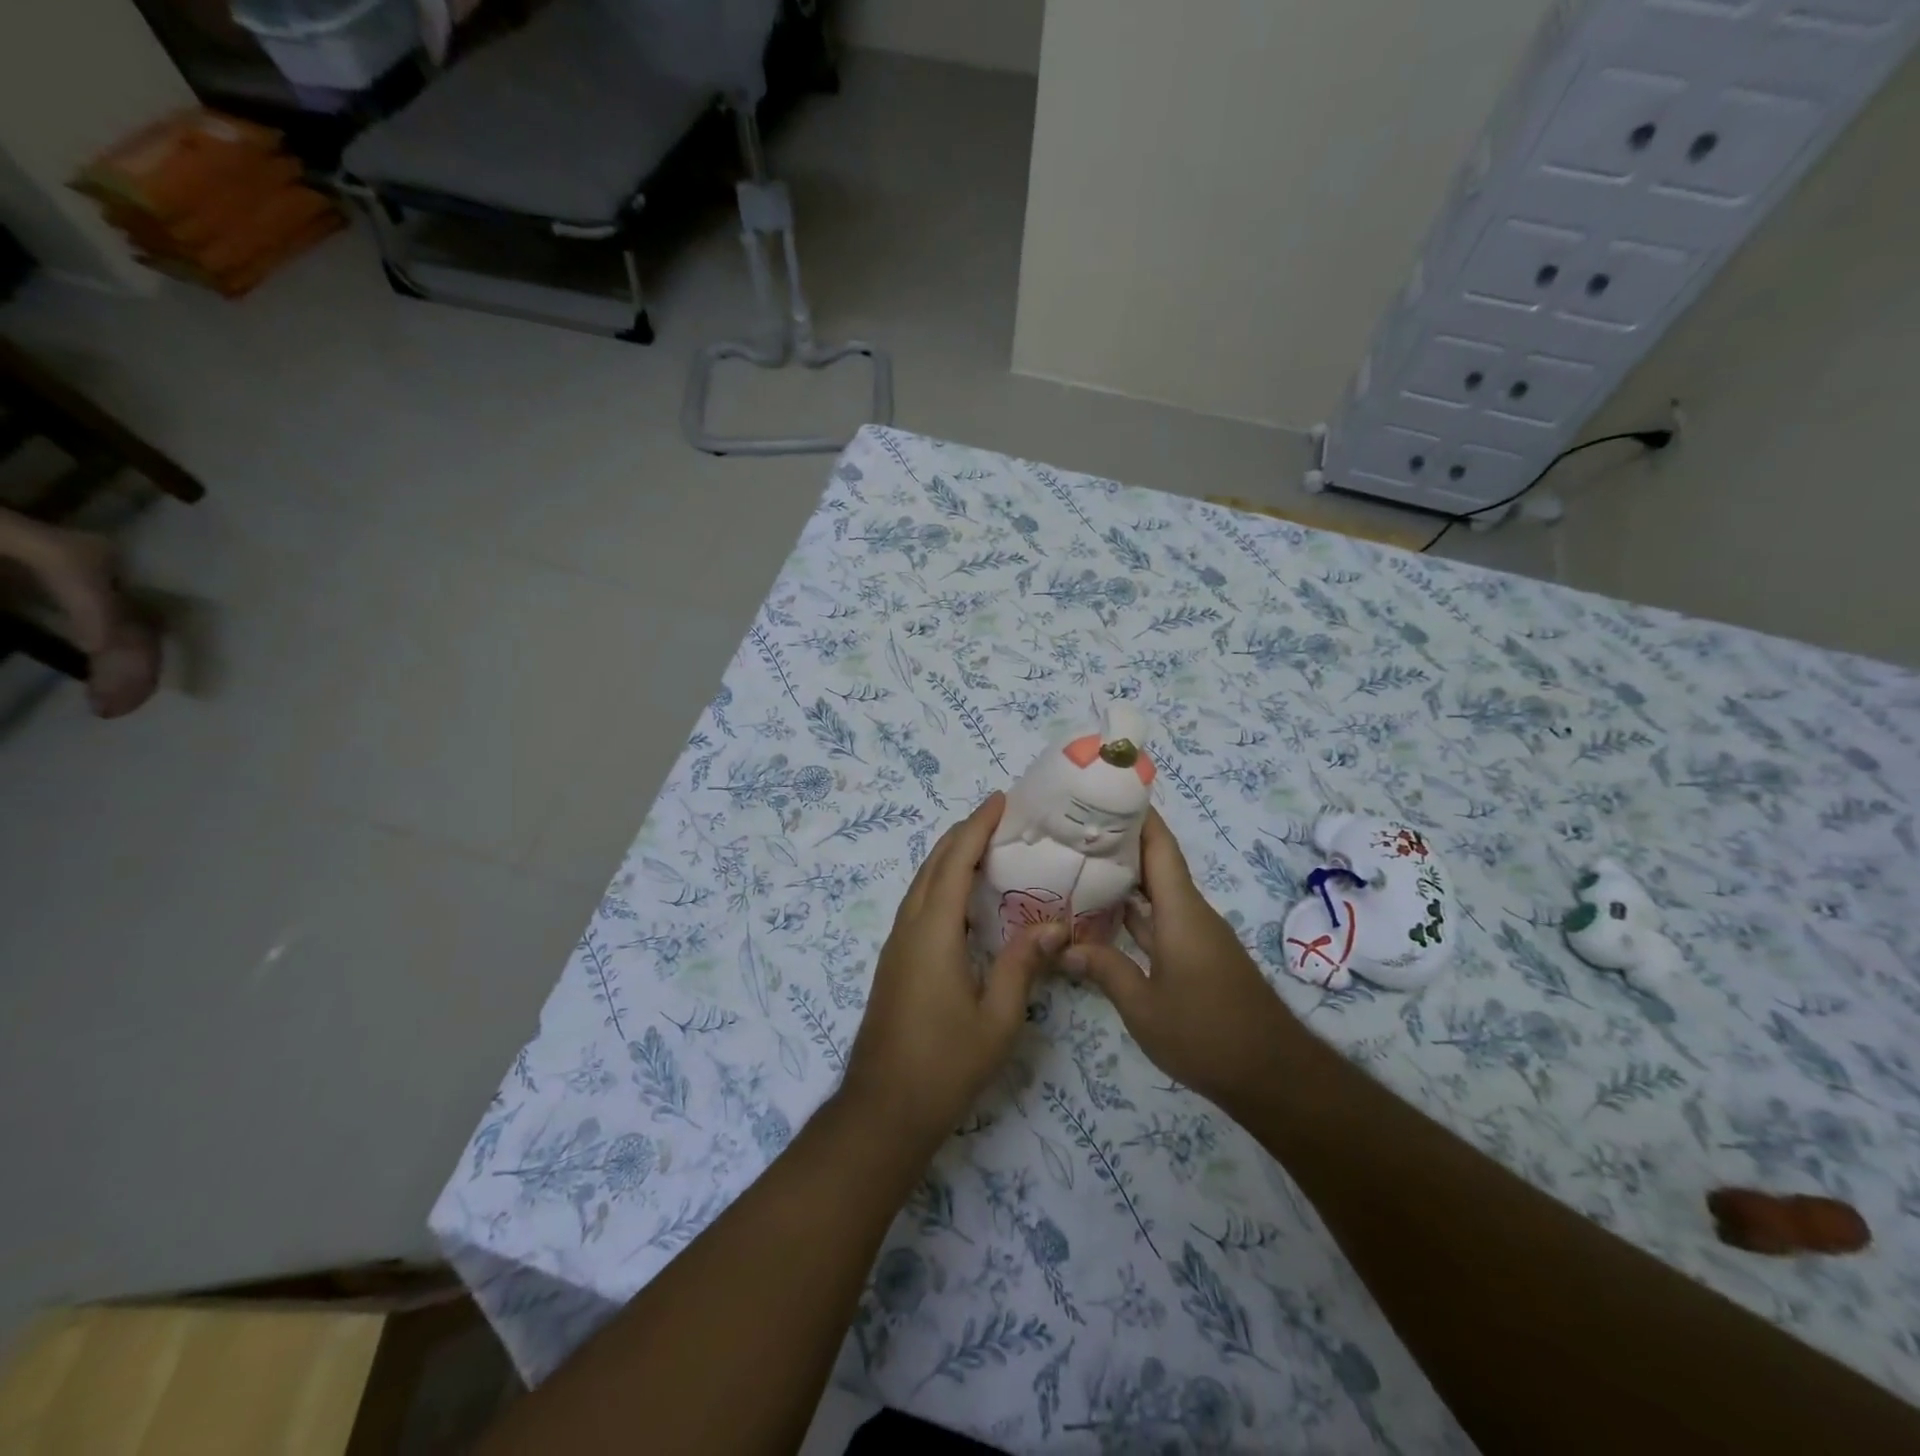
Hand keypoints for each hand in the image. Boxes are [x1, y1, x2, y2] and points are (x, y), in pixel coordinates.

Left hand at [840, 792, 1064, 1150]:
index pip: (955, 862)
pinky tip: (963, 900)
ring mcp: (896, 945)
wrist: (883, 1108)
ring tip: (985, 847)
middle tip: (998, 817)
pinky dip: (940, 884)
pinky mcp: (894, 962)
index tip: (999, 801)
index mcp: (932, 932)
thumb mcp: (997, 1017)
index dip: (977, 827)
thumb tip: (1055, 924)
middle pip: (933, 865)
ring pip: (921, 884)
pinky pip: (918, 905)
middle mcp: (908, 928)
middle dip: (963, 835)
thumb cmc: (945, 1063)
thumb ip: (1022, 964)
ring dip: (949, 858)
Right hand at [1064, 809, 1297, 1115]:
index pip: (1159, 846)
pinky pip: (1161, 919)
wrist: (1272, 1075)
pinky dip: (1134, 912)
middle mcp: (1190, 913)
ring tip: (1079, 864)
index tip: (1106, 791)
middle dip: (1119, 842)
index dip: (1137, 814)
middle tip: (1073, 830)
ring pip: (1157, 893)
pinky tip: (1104, 917)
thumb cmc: (1206, 1033)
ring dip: (1125, 878)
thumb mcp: (1143, 1007)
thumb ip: (1104, 969)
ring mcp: (1196, 935)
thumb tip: (1064, 945)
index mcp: (1181, 911)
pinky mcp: (1198, 956)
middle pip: (1156, 863)